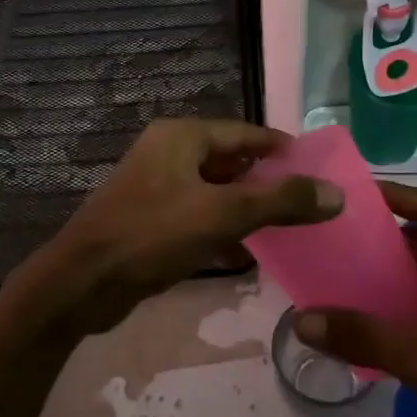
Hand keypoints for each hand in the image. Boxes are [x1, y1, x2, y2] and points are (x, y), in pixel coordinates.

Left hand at [9, 118, 341, 337]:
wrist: (81, 284)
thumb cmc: (152, 236)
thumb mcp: (223, 214)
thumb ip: (281, 201)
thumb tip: (335, 193)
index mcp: (182, 136)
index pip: (245, 132)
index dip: (281, 149)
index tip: (315, 168)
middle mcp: (167, 150)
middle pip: (230, 157)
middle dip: (265, 178)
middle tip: (304, 199)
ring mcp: (154, 183)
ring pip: (213, 186)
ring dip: (244, 201)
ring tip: (282, 222)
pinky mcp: (148, 215)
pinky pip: (196, 209)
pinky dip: (220, 221)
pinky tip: (242, 245)